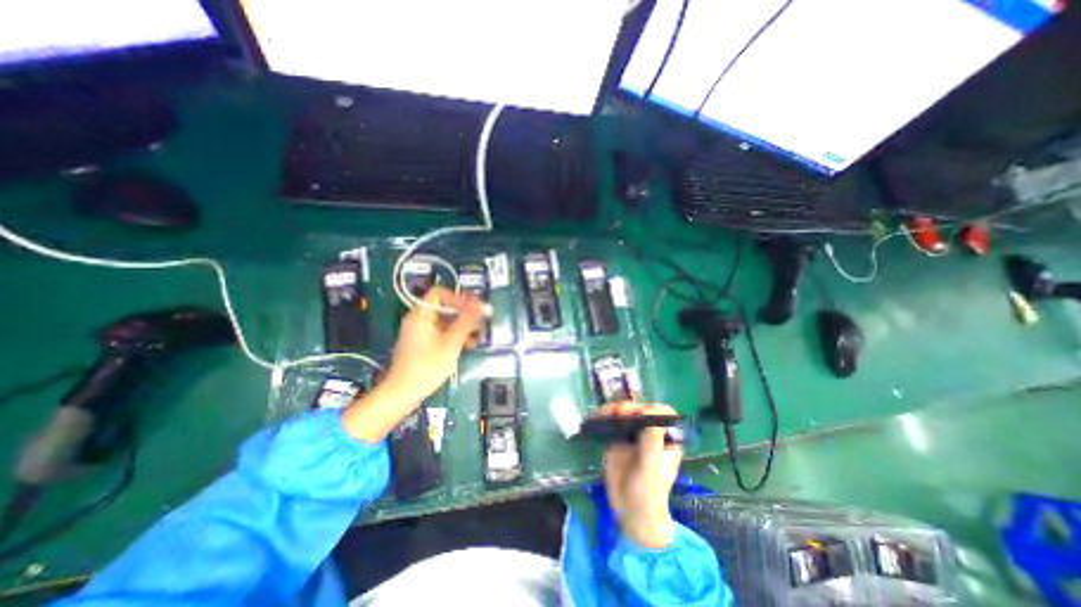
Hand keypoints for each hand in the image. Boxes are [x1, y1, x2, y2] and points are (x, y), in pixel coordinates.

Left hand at [344, 287, 483, 443]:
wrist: (402, 394)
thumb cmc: (427, 366)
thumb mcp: (451, 342)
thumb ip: (467, 322)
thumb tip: (484, 305)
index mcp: (421, 315)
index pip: (439, 293)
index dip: (458, 297)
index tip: (474, 308)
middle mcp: (419, 320)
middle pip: (444, 308)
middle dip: (464, 314)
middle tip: (481, 323)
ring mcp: (420, 333)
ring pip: (445, 322)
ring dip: (462, 327)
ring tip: (478, 337)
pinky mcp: (423, 345)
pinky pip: (441, 334)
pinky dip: (454, 336)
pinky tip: (468, 346)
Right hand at [600, 404, 681, 549]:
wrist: (630, 513)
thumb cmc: (649, 493)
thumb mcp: (651, 466)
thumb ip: (652, 440)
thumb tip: (651, 409)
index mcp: (666, 438)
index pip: (663, 414)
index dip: (652, 409)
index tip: (638, 413)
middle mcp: (650, 432)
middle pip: (640, 410)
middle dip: (629, 407)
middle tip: (618, 412)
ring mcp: (632, 435)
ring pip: (624, 413)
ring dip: (614, 409)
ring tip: (605, 414)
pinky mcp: (617, 439)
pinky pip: (611, 422)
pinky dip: (604, 417)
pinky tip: (596, 418)